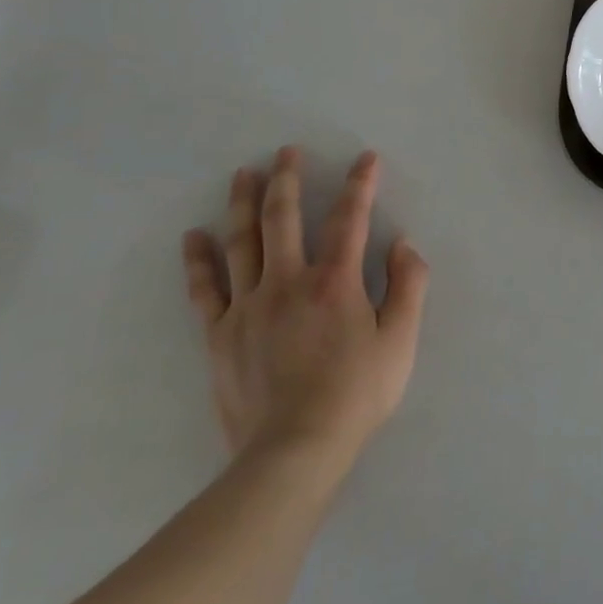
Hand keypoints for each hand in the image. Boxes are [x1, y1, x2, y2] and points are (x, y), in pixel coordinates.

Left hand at [182, 148, 428, 475]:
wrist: (293, 451)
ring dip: (242, 203)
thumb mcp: (401, 340)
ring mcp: (248, 307)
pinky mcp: (220, 335)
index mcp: (335, 281)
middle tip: (286, 152)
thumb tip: (404, 245)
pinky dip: (198, 260)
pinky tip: (194, 236)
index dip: (360, 185)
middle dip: (287, 179)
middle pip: (283, 218)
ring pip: (242, 242)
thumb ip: (409, 286)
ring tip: (242, 174)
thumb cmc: (356, 393)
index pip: (350, 218)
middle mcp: (287, 282)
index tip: (366, 159)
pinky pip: (206, 289)